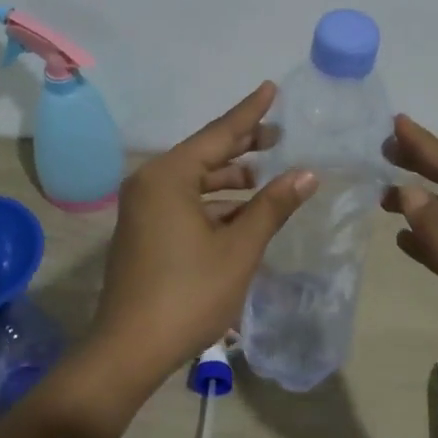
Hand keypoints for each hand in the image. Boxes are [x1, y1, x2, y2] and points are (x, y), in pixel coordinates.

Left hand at [90, 82, 315, 389]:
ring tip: (269, 176)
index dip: (250, 112)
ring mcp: (143, 208)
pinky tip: (244, 212)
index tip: (271, 88)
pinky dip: (215, 203)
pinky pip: (185, 202)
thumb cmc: (189, 294)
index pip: (218, 134)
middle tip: (280, 136)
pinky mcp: (144, 231)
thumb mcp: (239, 248)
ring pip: (196, 181)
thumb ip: (272, 206)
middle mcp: (150, 183)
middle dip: (243, 146)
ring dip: (231, 179)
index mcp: (168, 177)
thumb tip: (307, 173)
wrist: (130, 349)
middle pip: (205, 154)